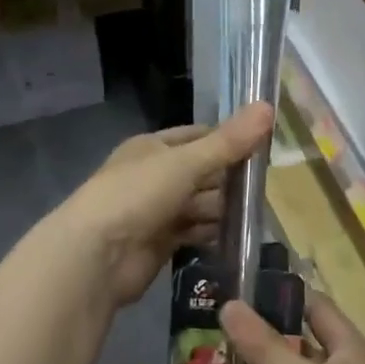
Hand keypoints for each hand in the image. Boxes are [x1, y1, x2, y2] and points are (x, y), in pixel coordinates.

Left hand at [54, 103, 274, 309]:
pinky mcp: (159, 243)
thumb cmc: (137, 195)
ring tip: (257, 215)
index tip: (264, 147)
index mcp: (153, 147)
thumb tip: (269, 106)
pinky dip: (212, 233)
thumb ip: (228, 142)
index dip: (229, 140)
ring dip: (223, 209)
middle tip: (267, 188)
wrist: (95, 257)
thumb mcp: (185, 162)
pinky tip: (237, 237)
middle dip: (229, 179)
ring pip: (199, 204)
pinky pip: (193, 232)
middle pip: (202, 172)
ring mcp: (155, 210)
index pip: (199, 136)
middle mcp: (154, 175)